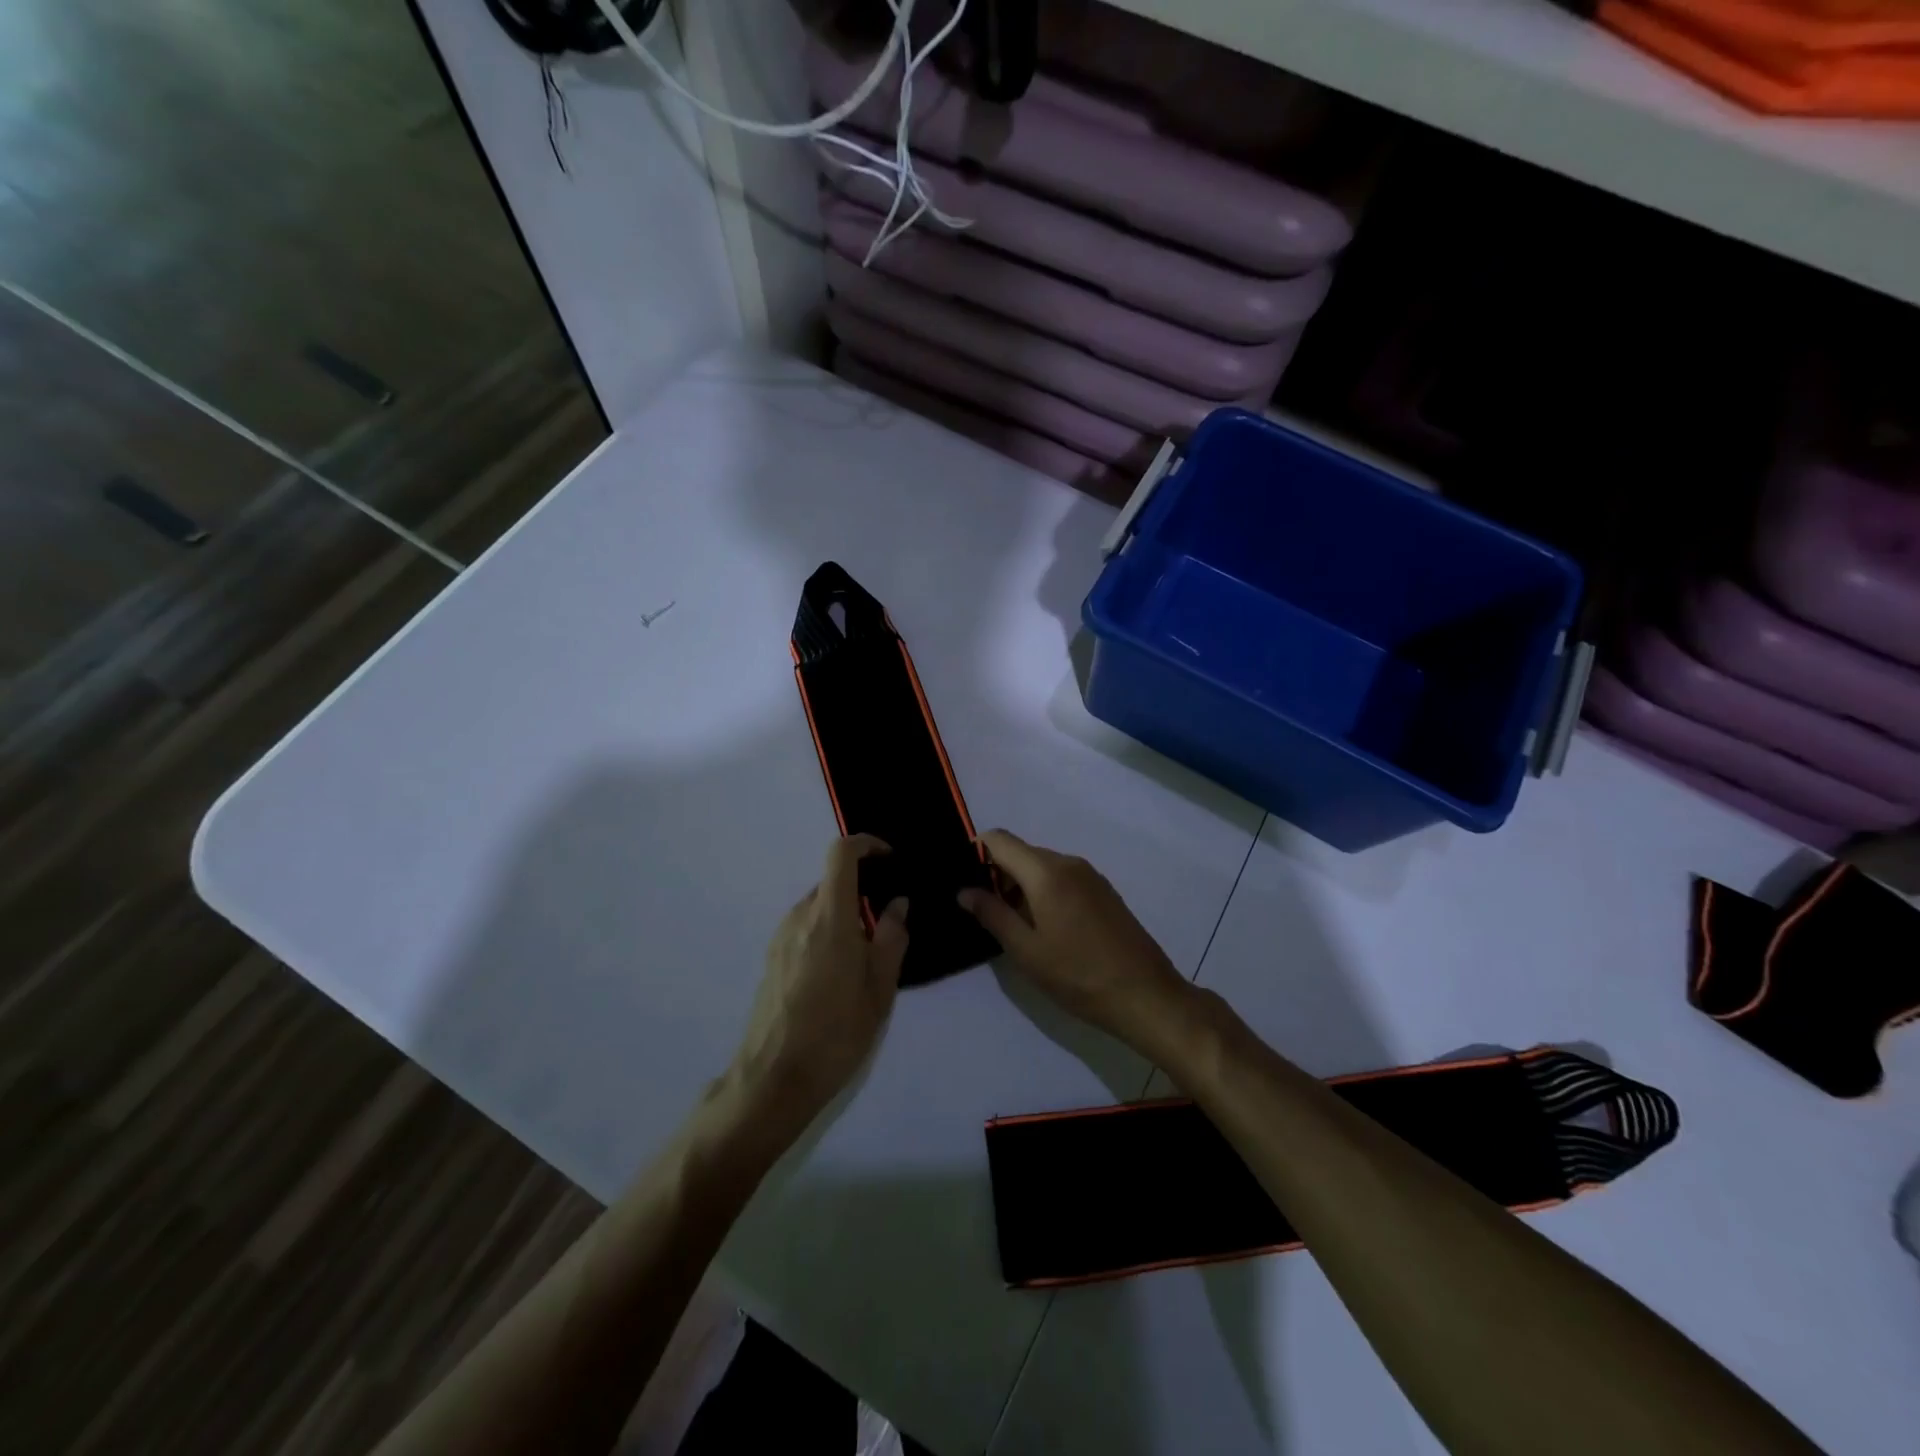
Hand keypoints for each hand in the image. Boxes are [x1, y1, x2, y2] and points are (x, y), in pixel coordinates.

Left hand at [731, 835, 908, 1129]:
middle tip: (891, 918)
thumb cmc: (836, 1031)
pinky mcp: (773, 959)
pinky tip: (842, 972)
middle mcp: (799, 917)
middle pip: (832, 881)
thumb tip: (897, 903)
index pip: (841, 853)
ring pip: (819, 907)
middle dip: (863, 888)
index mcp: (828, 916)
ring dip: (846, 914)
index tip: (891, 860)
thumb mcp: (880, 987)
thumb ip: (893, 937)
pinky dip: (828, 932)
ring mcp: (781, 938)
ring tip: (870, 952)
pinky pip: (806, 929)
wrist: (773, 1079)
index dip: (867, 844)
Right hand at [958, 830, 1191, 1052]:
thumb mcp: (1026, 950)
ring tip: (1014, 927)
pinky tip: (1046, 928)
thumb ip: (992, 914)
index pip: (999, 839)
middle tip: (986, 914)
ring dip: (1021, 886)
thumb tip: (964, 891)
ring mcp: (1090, 875)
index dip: (976, 852)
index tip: (964, 882)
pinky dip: (1044, 891)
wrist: (1145, 995)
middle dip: (997, 874)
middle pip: (1021, 852)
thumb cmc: (1078, 975)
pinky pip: (1063, 878)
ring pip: (1042, 866)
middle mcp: (1069, 862)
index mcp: (1046, 871)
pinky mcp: (1104, 891)